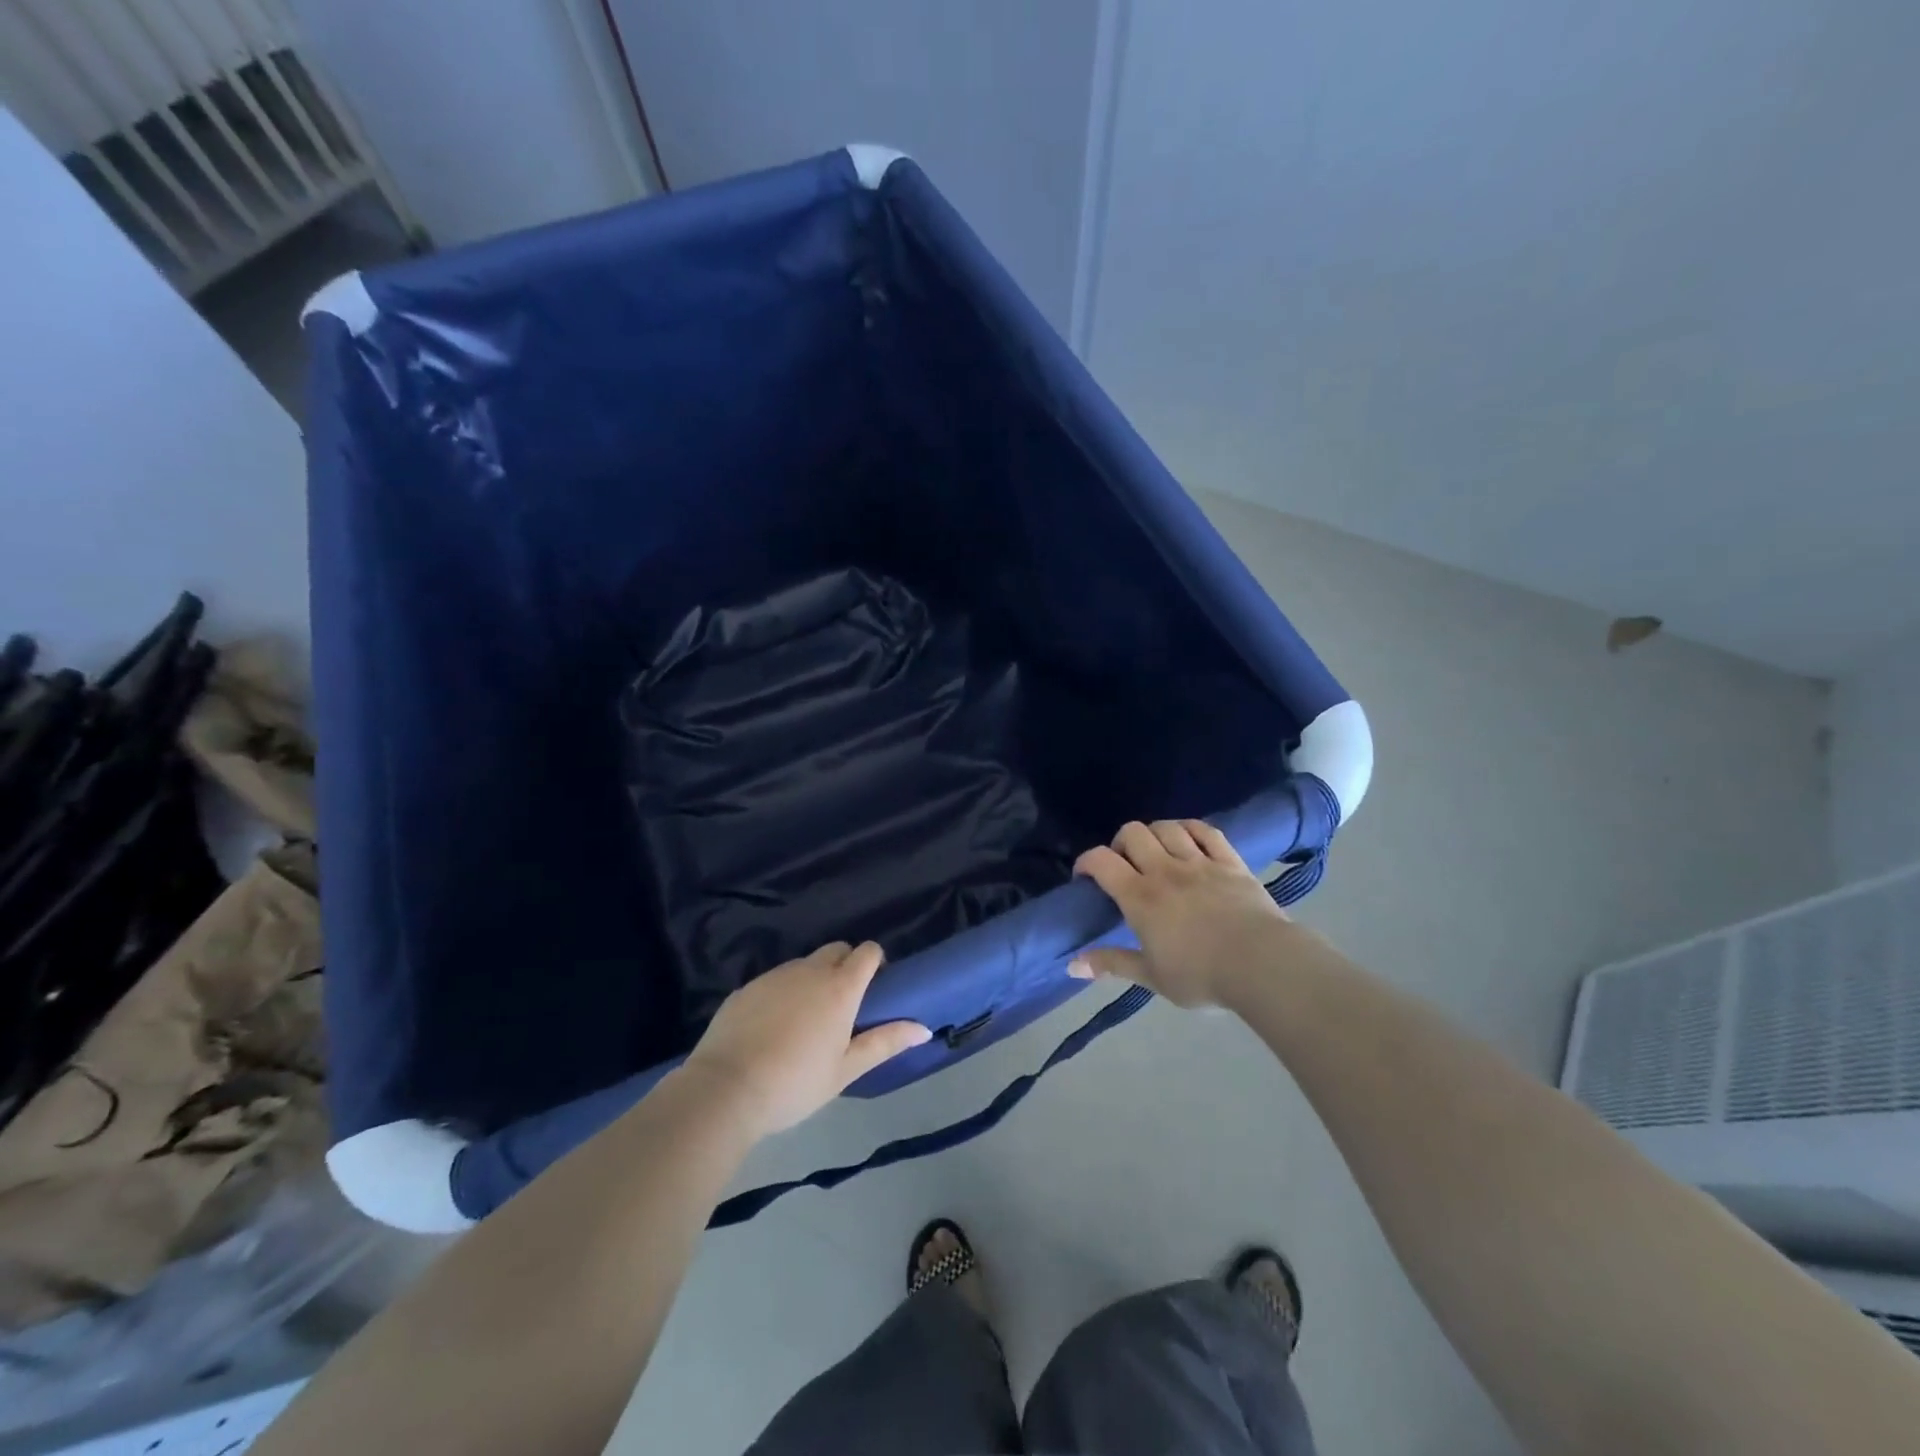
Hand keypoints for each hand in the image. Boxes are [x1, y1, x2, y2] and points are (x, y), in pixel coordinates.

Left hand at [682, 941, 929, 1138]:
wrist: (724, 1090)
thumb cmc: (795, 1083)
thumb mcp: (846, 1069)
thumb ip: (885, 1042)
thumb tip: (924, 1028)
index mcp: (840, 987)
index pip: (867, 951)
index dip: (875, 963)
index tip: (874, 988)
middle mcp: (809, 970)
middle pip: (836, 950)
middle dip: (845, 965)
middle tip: (842, 1005)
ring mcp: (775, 976)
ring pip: (804, 964)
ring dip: (813, 980)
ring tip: (805, 1021)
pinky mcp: (747, 987)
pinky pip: (775, 980)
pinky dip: (783, 993)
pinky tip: (772, 1028)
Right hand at [1070, 820, 1295, 1007]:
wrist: (1263, 965)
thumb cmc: (1202, 976)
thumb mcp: (1152, 977)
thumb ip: (1112, 964)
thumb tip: (1071, 965)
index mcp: (1140, 897)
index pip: (1101, 861)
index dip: (1086, 861)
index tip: (1085, 876)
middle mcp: (1165, 870)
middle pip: (1132, 833)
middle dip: (1120, 843)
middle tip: (1125, 866)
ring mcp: (1199, 862)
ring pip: (1167, 827)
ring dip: (1154, 834)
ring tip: (1156, 852)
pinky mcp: (1230, 861)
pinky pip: (1206, 831)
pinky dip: (1190, 829)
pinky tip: (1188, 839)